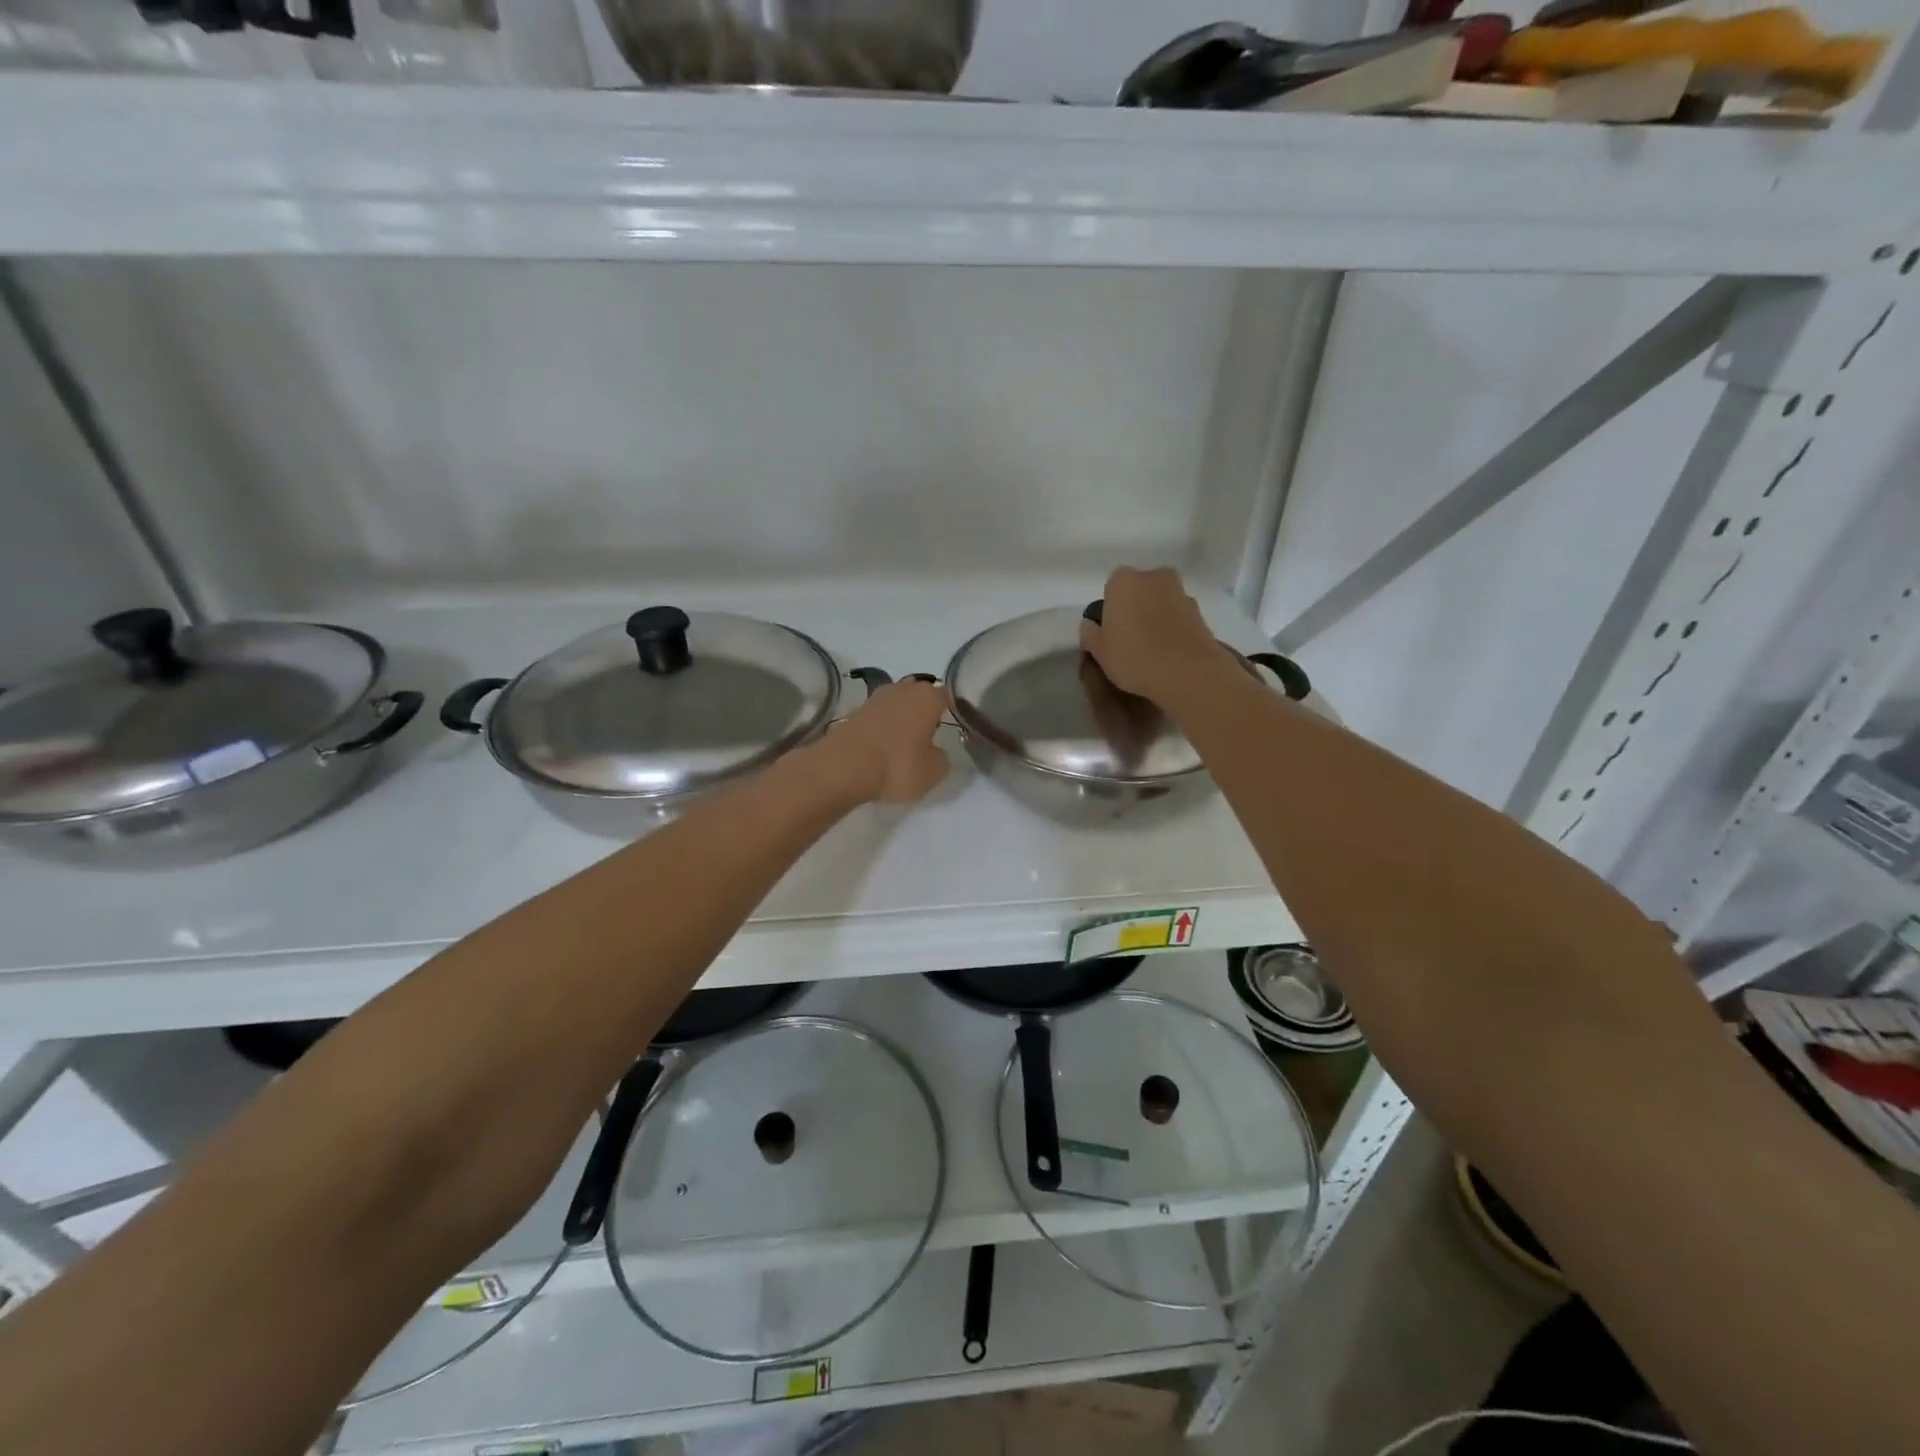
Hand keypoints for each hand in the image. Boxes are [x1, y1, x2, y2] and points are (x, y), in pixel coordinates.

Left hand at [827, 679, 950, 803]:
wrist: (844, 767)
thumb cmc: (898, 764)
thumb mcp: (934, 771)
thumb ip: (942, 758)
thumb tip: (935, 752)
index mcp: (927, 696)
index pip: (946, 696)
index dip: (951, 710)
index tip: (952, 727)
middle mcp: (902, 689)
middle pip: (919, 697)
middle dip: (923, 713)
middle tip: (929, 736)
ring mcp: (874, 699)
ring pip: (896, 706)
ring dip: (900, 721)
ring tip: (905, 745)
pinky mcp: (853, 714)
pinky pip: (876, 719)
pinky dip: (881, 730)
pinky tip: (882, 749)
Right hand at [1079, 567, 1232, 706]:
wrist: (1188, 673)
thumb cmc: (1134, 657)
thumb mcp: (1100, 652)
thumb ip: (1090, 634)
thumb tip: (1090, 625)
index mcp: (1124, 581)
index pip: (1112, 586)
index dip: (1111, 608)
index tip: (1111, 630)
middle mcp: (1154, 578)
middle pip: (1140, 589)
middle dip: (1135, 607)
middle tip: (1130, 637)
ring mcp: (1181, 592)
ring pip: (1161, 601)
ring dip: (1156, 616)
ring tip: (1152, 648)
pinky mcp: (1201, 612)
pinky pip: (1179, 616)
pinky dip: (1173, 627)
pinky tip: (1169, 652)